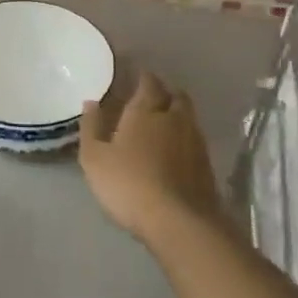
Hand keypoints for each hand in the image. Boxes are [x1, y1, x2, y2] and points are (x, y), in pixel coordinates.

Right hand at [79, 71, 221, 243]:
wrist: (179, 221)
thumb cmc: (129, 184)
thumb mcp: (94, 158)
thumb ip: (91, 127)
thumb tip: (91, 102)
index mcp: (146, 111)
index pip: (149, 82)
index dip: (143, 77)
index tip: (134, 77)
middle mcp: (174, 118)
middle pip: (175, 95)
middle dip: (164, 92)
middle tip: (151, 98)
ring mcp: (195, 140)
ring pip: (188, 116)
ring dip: (177, 114)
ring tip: (163, 122)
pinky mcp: (207, 164)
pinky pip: (195, 139)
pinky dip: (184, 138)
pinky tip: (175, 149)